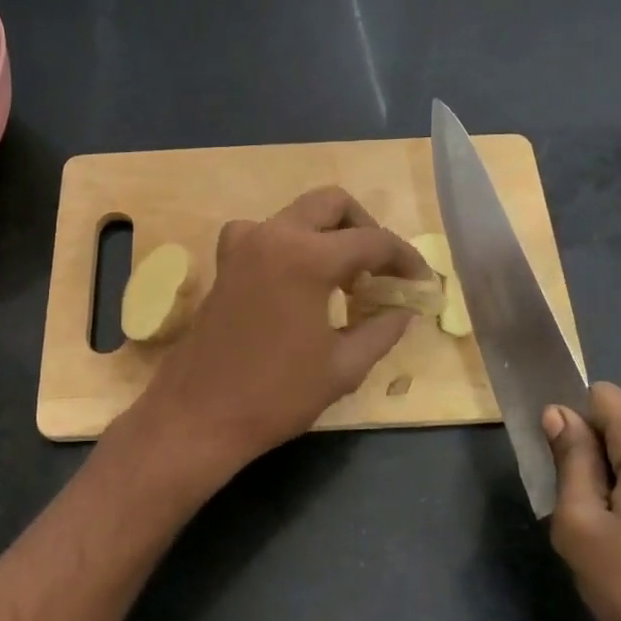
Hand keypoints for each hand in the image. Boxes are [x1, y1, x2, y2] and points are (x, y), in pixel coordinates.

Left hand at [126, 187, 429, 481]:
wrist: (198, 415)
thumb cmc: (276, 395)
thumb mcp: (343, 367)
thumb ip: (382, 330)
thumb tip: (405, 310)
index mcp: (307, 257)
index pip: (372, 241)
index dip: (405, 259)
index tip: (421, 281)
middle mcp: (273, 235)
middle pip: (332, 204)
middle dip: (365, 228)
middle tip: (380, 269)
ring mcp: (242, 245)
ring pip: (297, 214)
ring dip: (327, 233)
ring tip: (343, 278)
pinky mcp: (224, 262)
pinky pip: (266, 233)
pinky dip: (291, 244)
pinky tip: (299, 280)